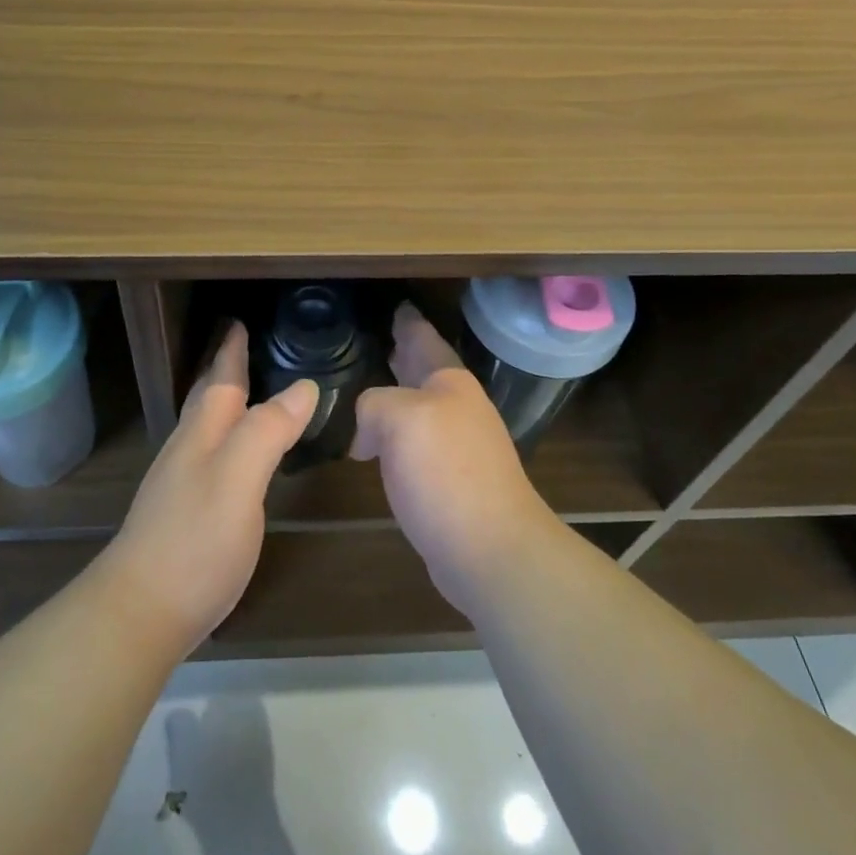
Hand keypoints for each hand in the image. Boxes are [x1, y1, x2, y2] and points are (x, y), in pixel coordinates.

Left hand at [96, 323, 315, 656]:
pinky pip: (211, 457)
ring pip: (206, 428)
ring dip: (225, 403)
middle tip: (242, 347)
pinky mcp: (184, 515)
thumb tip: (304, 386)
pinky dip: (228, 440)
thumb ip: (269, 430)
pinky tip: (236, 457)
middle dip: (224, 371)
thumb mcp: (239, 478)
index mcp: (203, 433)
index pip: (222, 380)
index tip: (239, 322)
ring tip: (246, 393)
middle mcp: (188, 450)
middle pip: (208, 399)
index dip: (232, 351)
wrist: (140, 613)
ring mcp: (181, 484)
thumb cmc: (194, 539)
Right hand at [353, 304, 560, 612]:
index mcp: (449, 382)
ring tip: (368, 385)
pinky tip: (373, 445)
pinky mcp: (448, 481)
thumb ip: (373, 404)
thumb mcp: (399, 418)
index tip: (396, 305)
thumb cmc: (446, 472)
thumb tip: (366, 434)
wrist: (490, 549)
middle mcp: (456, 408)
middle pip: (424, 371)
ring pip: (418, 407)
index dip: (408, 322)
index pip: (424, 339)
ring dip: (396, 394)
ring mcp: (456, 446)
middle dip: (403, 354)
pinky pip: (413, 442)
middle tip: (379, 337)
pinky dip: (393, 435)